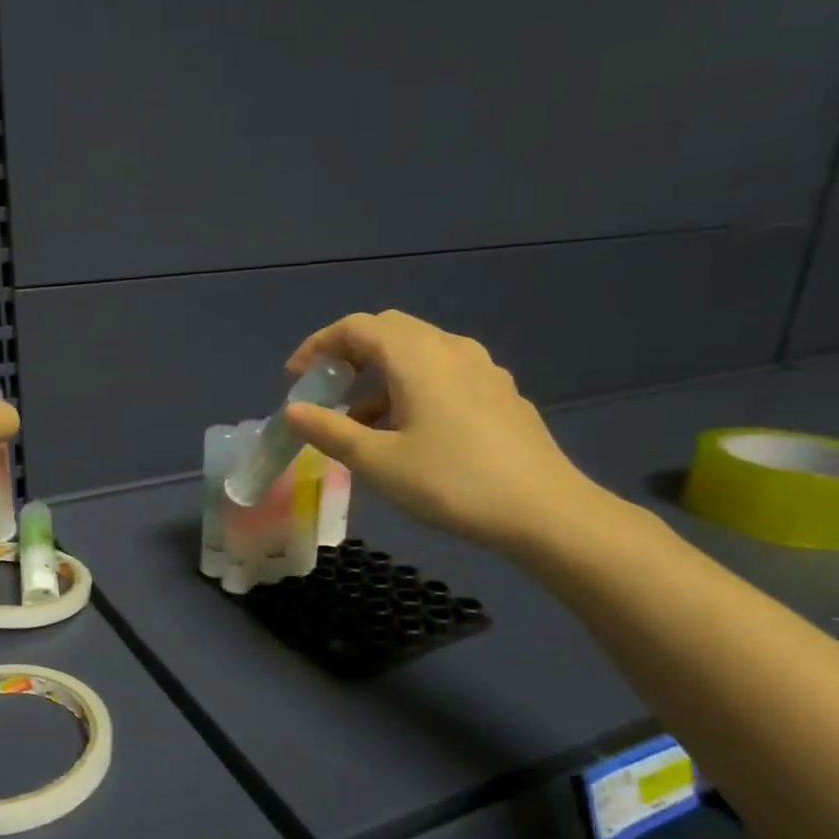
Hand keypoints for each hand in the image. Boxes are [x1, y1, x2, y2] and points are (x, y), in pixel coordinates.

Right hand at [282, 311, 608, 555]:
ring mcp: (482, 369)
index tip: (294, 378)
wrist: (544, 511)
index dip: (318, 346)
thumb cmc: (451, 482)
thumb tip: (293, 411)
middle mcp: (450, 349)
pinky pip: (443, 373)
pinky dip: (410, 388)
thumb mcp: (377, 461)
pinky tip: (407, 431)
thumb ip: (330, 430)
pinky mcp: (500, 393)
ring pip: (418, 353)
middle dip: (348, 355)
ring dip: (379, 376)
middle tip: (325, 391)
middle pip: (389, 332)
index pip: (356, 328)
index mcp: (417, 356)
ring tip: (360, 421)